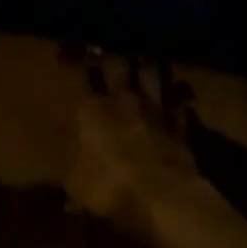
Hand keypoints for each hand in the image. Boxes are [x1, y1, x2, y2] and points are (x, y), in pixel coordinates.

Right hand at [65, 55, 205, 234]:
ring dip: (147, 67)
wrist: (164, 197)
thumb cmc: (110, 188)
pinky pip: (178, 103)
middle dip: (111, 56)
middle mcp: (122, 100)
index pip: (82, 75)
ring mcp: (155, 110)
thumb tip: (66, 196)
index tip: (72, 51)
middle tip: (108, 50)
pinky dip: (176, 98)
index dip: (77, 60)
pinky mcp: (180, 125)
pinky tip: (176, 96)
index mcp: (92, 109)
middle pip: (117, 65)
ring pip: (151, 75)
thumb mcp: (77, 187)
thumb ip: (72, 179)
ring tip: (144, 60)